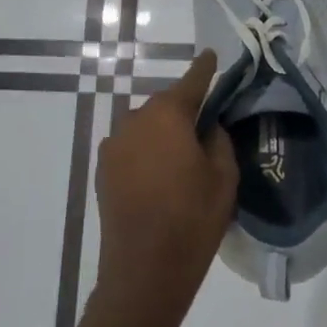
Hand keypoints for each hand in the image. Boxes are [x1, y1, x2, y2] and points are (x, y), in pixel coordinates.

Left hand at [92, 50, 238, 326]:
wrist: (144, 271)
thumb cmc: (192, 219)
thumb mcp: (223, 177)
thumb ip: (217, 140)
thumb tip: (207, 126)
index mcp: (166, 115)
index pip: (191, 82)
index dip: (204, 69)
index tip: (211, 55)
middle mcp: (134, 120)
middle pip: (165, 106)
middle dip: (184, 112)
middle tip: (205, 130)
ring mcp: (113, 146)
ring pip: (146, 128)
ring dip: (162, 135)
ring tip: (182, 160)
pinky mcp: (103, 171)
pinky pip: (132, 149)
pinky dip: (146, 154)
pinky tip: (160, 178)